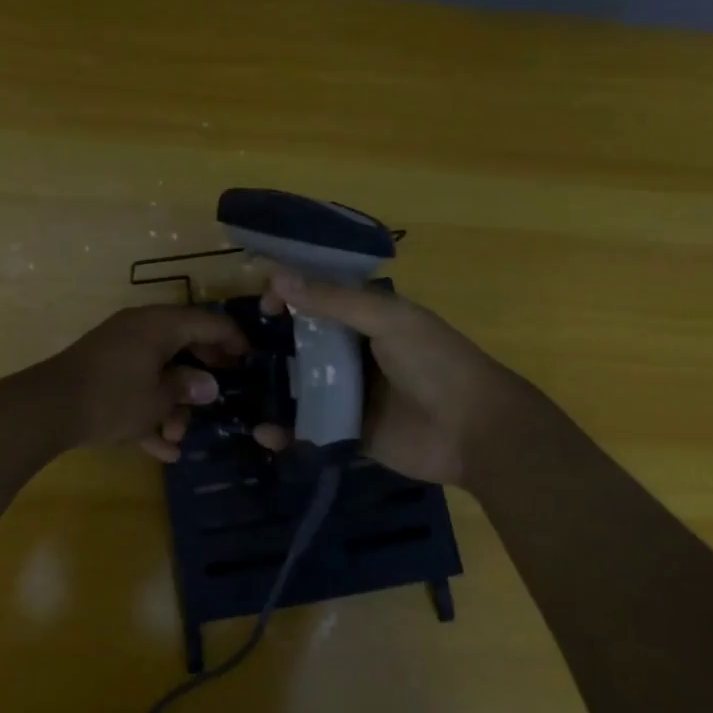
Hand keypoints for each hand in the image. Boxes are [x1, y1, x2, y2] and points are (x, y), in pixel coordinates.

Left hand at [35, 305, 248, 459]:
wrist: (47, 409)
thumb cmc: (113, 397)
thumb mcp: (159, 398)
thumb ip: (187, 388)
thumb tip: (209, 384)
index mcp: (159, 325)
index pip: (208, 323)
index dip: (233, 340)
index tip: (251, 360)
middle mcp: (140, 330)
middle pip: (183, 345)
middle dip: (201, 376)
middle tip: (220, 396)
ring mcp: (118, 350)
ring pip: (157, 370)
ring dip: (172, 403)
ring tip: (178, 436)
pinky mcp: (101, 373)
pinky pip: (135, 387)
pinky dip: (148, 411)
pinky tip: (162, 449)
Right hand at [253, 272, 532, 485]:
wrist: (476, 431)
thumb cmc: (435, 362)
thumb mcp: (388, 320)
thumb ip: (334, 301)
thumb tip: (277, 278)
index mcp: (369, 319)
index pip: (321, 299)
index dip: (291, 297)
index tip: (263, 306)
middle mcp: (356, 354)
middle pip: (306, 344)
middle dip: (273, 345)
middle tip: (236, 351)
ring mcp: (351, 396)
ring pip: (303, 388)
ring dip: (274, 389)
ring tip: (239, 391)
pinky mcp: (348, 433)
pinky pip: (310, 430)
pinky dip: (286, 432)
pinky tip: (263, 433)